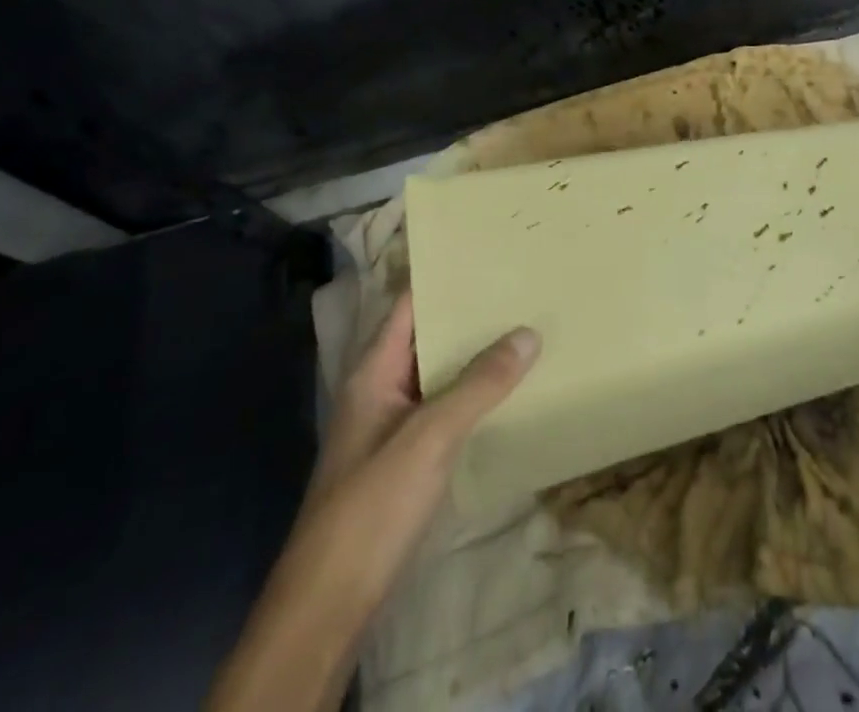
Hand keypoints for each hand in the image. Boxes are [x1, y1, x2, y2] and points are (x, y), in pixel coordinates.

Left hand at [207, 294, 538, 711]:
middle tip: (521, 285)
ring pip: (439, 374)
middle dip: (469, 313)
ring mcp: (393, 426)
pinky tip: (509, 391)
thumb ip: (478, 385)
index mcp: (374, 370)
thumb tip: (528, 333)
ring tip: (526, 327)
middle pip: (428, 336)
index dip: (444, 276)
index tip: (488, 252)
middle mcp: (381, 389)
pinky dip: (473, 394)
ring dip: (474, 355)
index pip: (409, 304)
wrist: (330, 605)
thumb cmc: (372, 506)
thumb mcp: (429, 438)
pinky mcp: (407, 461)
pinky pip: (445, 410)